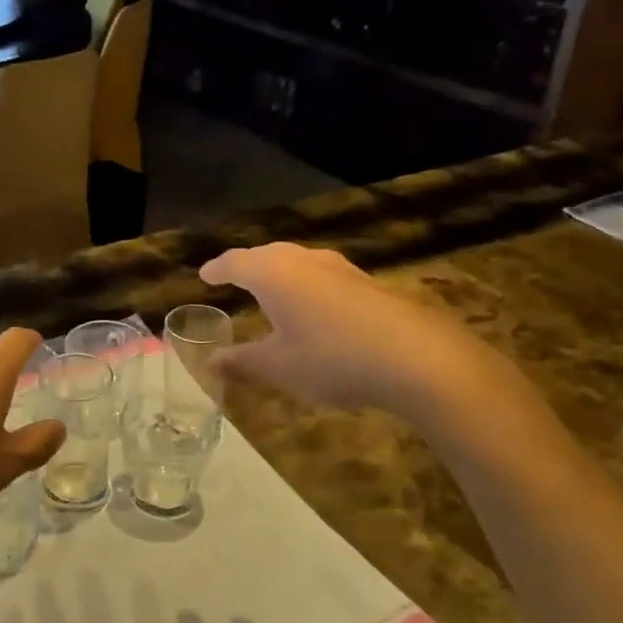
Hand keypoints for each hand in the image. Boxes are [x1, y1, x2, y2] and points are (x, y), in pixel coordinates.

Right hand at [198, 243, 534, 434]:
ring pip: (299, 262)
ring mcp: (340, 267)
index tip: (204, 275)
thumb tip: (211, 362)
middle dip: (248, 266)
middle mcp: (303, 259)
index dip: (217, 269)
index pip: (234, 262)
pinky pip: (324, 276)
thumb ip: (243, 362)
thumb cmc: (332, 358)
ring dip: (281, 274)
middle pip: (266, 255)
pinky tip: (317, 309)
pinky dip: (308, 287)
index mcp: (273, 272)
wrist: (417, 357)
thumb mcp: (280, 367)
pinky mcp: (367, 282)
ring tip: (272, 291)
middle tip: (234, 278)